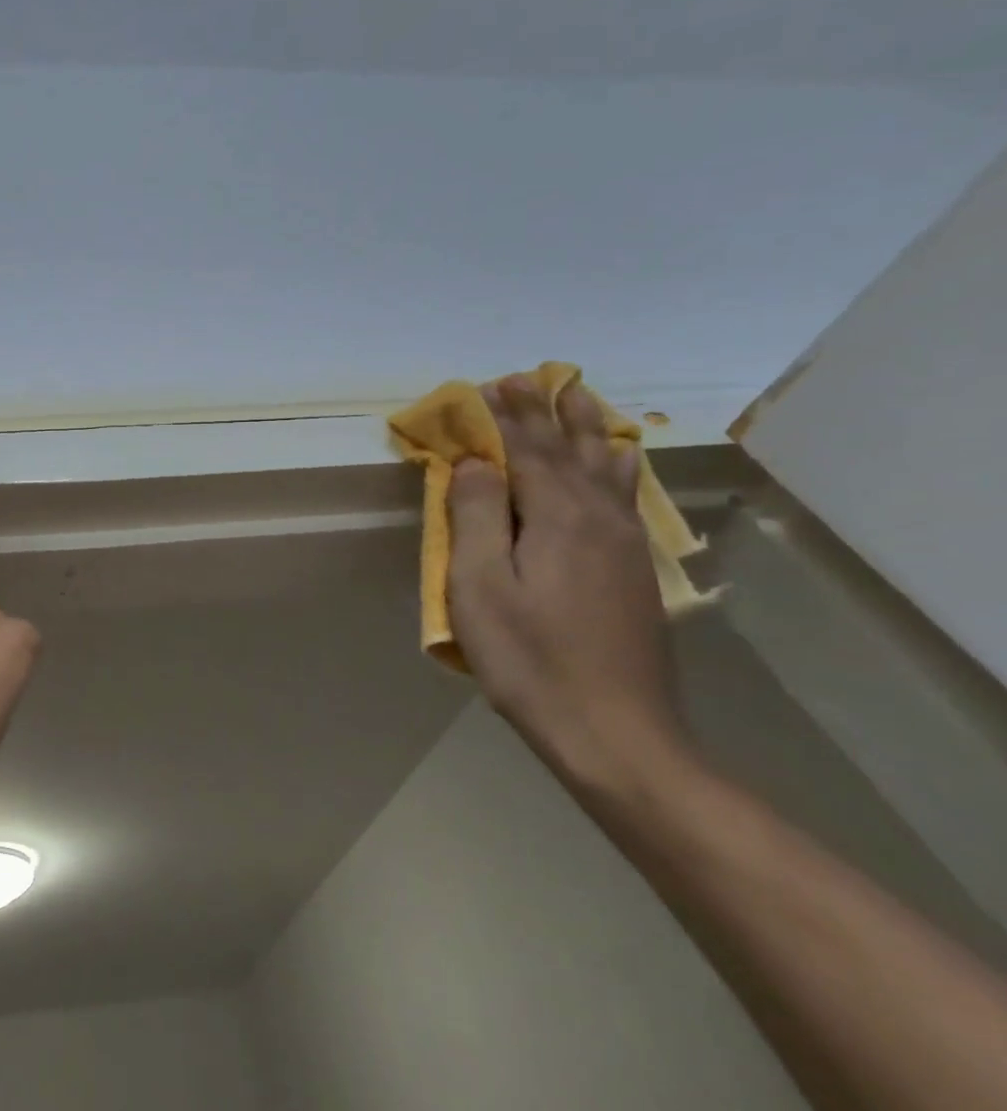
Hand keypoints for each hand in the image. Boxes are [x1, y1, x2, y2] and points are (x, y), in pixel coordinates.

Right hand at [446, 377, 684, 789]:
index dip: (508, 415)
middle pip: (572, 449)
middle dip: (548, 411)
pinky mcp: (633, 571)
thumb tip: (476, 462)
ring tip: (578, 397)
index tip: (491, 383)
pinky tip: (618, 461)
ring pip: (606, 467)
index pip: (529, 449)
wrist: (616, 734)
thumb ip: (477, 515)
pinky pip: (623, 494)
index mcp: (558, 517)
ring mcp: (623, 545)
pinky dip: (615, 464)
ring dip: (587, 428)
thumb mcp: (480, 586)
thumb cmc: (530, 658)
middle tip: (533, 377)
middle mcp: (598, 518)